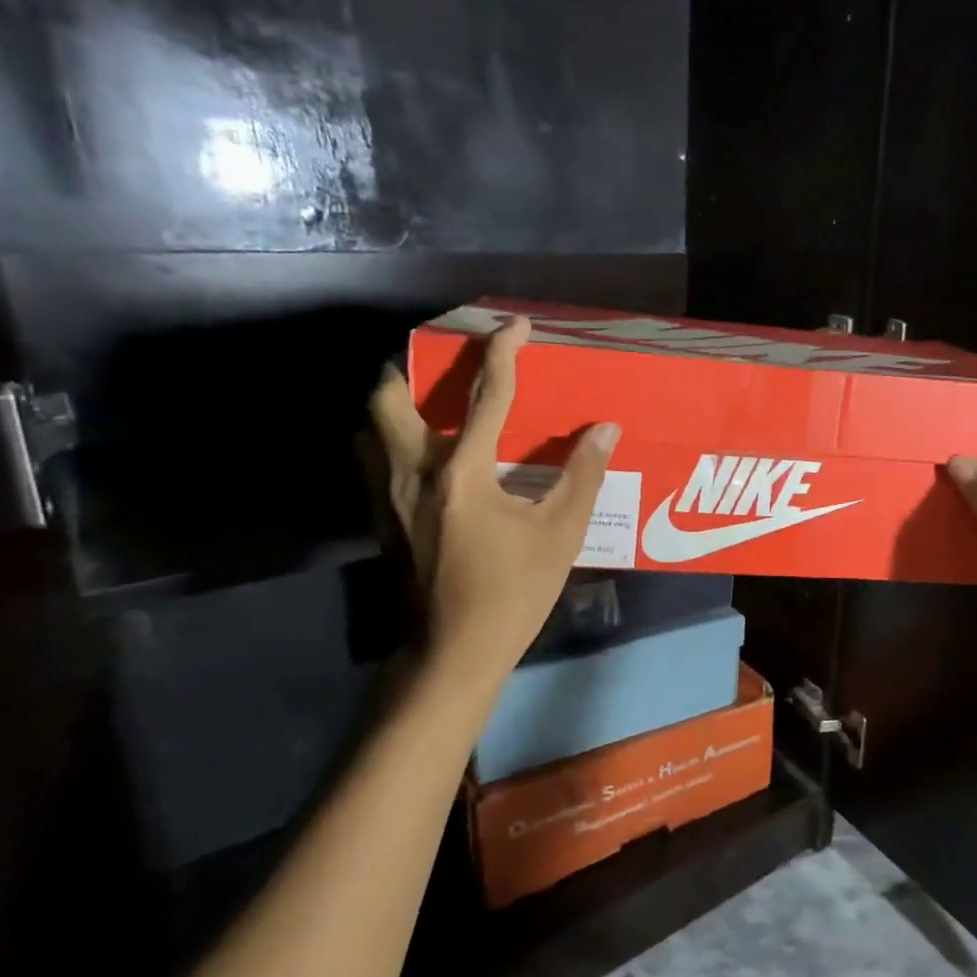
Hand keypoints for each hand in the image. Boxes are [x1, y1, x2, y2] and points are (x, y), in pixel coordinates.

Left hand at [369, 317, 619, 686]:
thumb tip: (606, 430)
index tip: (516, 324)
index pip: (486, 394)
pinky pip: (372, 460)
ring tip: (428, 401)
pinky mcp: (382, 519)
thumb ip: (582, 476)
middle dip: (410, 366)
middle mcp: (416, 472)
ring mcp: (390, 497)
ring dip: (394, 402)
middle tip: (442, 360)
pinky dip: (390, 439)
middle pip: (389, 397)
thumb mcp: (560, 535)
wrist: (454, 651)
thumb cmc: (513, 592)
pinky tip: (421, 454)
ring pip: (371, 428)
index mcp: (464, 471)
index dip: (504, 351)